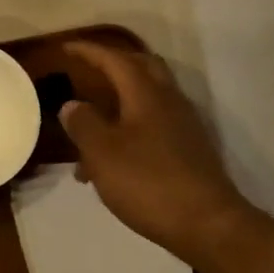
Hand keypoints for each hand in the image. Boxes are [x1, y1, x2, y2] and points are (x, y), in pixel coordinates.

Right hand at [59, 41, 259, 268]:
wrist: (207, 224)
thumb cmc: (148, 183)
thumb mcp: (102, 153)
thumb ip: (84, 124)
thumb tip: (73, 104)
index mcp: (146, 94)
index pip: (115, 59)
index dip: (89, 51)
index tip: (66, 47)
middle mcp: (169, 101)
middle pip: (141, 69)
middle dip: (112, 65)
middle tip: (86, 70)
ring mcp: (183, 126)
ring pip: (146, 99)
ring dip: (118, 102)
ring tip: (89, 126)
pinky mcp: (188, 150)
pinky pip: (153, 125)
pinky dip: (129, 128)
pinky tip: (111, 159)